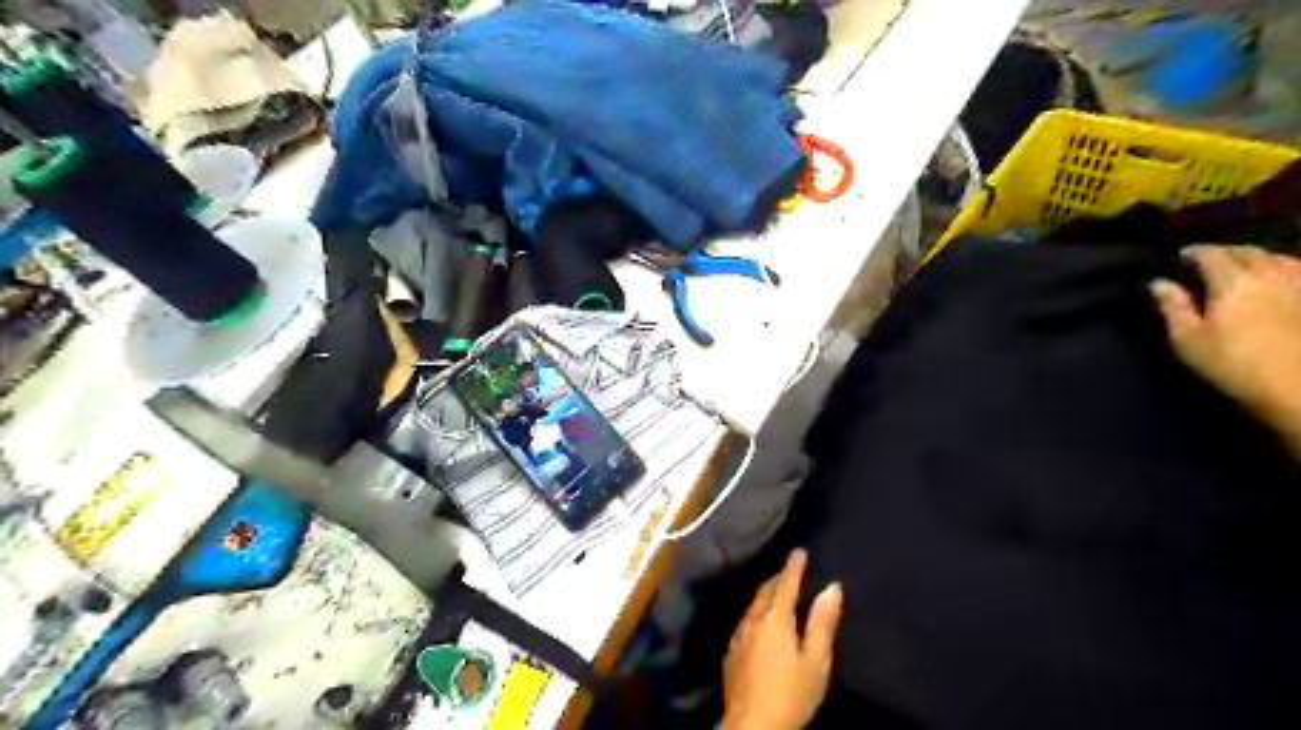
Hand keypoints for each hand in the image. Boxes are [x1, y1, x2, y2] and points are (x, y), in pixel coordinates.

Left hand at [722, 548, 842, 729]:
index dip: (794, 566)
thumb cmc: (790, 694)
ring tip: (777, 591)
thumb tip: (832, 587)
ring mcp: (738, 635)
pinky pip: (745, 620)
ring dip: (766, 594)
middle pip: (765, 591)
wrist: (751, 726)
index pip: (786, 584)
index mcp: (775, 618)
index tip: (799, 551)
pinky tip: (760, 622)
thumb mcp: (816, 661)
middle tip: (790, 570)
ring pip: (753, 605)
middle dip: (778, 578)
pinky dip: (756, 611)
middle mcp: (753, 619)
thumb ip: (823, 623)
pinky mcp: (731, 652)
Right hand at [1154, 249, 1299, 425]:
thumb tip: (1159, 283)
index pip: (1211, 255)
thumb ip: (1173, 307)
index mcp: (1232, 281)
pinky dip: (1287, 267)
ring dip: (1258, 256)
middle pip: (1248, 252)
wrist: (1296, 387)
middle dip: (1227, 251)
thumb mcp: (1188, 339)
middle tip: (1210, 258)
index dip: (1194, 252)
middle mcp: (1269, 274)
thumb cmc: (1232, 363)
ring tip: (1245, 263)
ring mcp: (1299, 286)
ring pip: (1279, 258)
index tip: (1180, 256)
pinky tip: (1281, 276)